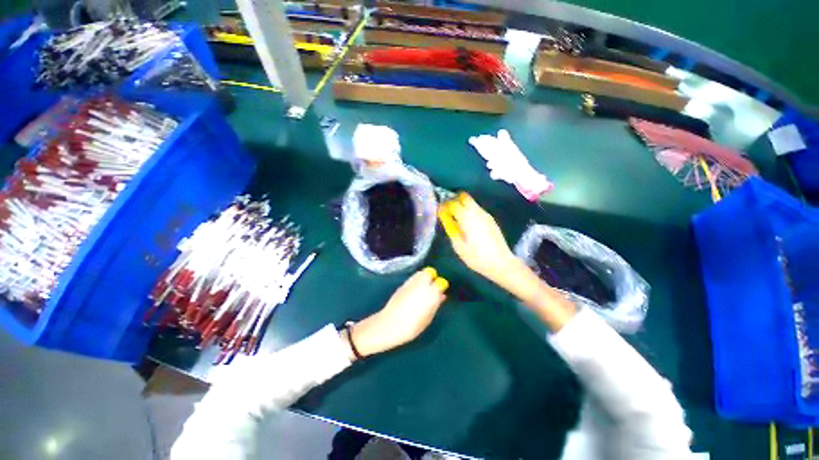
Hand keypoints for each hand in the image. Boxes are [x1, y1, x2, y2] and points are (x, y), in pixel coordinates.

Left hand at [348, 268, 447, 357]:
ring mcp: (410, 283)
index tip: (440, 292)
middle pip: (429, 273)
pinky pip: (413, 278)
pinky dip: (416, 281)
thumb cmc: (411, 326)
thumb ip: (435, 305)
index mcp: (430, 294)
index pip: (440, 283)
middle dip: (432, 278)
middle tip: (431, 288)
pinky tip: (414, 291)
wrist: (389, 325)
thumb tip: (441, 295)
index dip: (440, 287)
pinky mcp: (402, 284)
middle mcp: (421, 284)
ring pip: (420, 273)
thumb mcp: (427, 318)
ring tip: (423, 289)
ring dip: (424, 278)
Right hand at [438, 193, 516, 285]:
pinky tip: (469, 224)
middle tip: (448, 211)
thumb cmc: (476, 257)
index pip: (453, 204)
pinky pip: (477, 210)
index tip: (439, 210)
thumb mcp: (459, 246)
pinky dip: (470, 211)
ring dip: (463, 206)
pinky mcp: (491, 220)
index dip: (444, 205)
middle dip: (455, 200)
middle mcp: (477, 212)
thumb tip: (446, 218)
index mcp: (467, 218)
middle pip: (464, 197)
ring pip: (472, 203)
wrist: (501, 263)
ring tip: (457, 218)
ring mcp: (486, 215)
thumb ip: (451, 229)